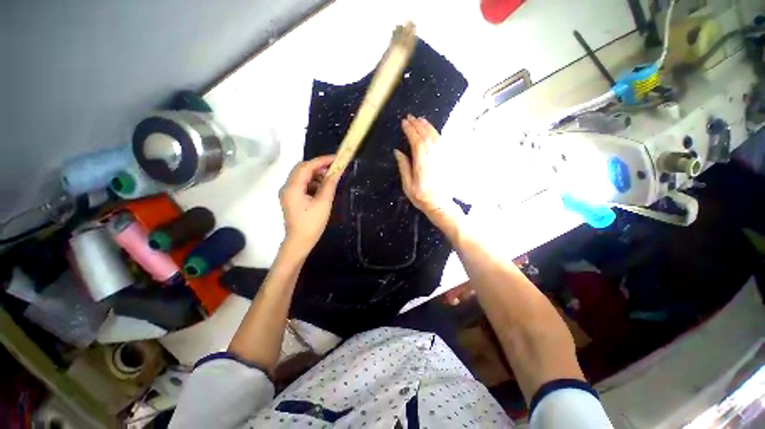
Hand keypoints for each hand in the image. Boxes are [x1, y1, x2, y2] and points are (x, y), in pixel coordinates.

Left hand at [279, 155, 339, 255]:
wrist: (300, 242)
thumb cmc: (312, 223)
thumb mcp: (323, 203)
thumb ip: (329, 184)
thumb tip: (337, 171)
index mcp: (292, 187)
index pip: (306, 166)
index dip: (321, 160)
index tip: (335, 159)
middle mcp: (287, 187)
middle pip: (302, 169)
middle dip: (318, 167)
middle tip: (334, 169)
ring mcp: (288, 193)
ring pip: (302, 177)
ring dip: (316, 175)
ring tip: (330, 179)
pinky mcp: (292, 198)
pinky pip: (302, 185)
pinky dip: (313, 183)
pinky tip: (323, 188)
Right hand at [394, 114, 463, 233]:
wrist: (440, 204)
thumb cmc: (421, 197)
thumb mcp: (408, 186)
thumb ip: (404, 167)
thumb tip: (398, 152)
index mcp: (422, 164)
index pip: (417, 142)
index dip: (410, 131)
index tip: (404, 123)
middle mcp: (433, 158)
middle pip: (426, 136)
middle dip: (417, 125)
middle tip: (410, 117)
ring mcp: (441, 158)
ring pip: (435, 137)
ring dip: (427, 126)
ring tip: (419, 119)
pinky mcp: (446, 159)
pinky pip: (441, 142)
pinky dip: (435, 133)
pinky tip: (431, 130)